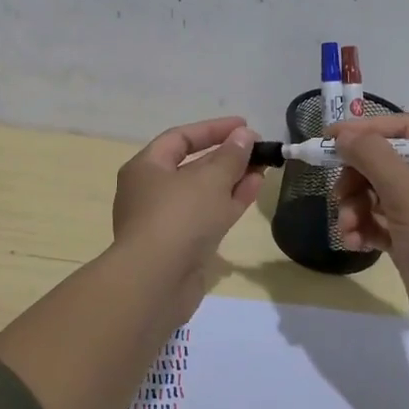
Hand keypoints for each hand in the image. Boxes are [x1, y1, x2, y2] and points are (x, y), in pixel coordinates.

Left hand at [111, 116, 263, 305]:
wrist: (156, 283)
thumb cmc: (178, 217)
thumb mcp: (209, 179)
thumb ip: (231, 155)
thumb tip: (244, 136)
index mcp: (145, 168)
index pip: (180, 138)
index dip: (213, 129)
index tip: (244, 125)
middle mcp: (151, 192)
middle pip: (192, 166)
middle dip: (226, 156)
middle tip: (257, 148)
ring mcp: (166, 221)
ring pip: (203, 192)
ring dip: (233, 179)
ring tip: (263, 166)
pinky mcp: (181, 246)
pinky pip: (208, 215)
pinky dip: (230, 202)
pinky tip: (255, 188)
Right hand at [330, 113, 408, 349]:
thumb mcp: (408, 195)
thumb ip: (373, 157)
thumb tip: (343, 134)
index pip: (403, 130)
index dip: (365, 131)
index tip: (329, 139)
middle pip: (385, 163)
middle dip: (356, 179)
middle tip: (337, 195)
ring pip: (377, 195)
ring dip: (355, 209)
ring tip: (346, 229)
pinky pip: (379, 223)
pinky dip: (363, 229)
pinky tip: (353, 244)